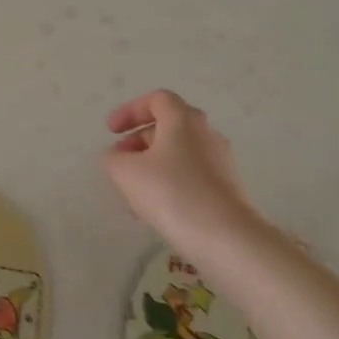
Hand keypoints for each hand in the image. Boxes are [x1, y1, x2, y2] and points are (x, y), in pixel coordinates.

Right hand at [102, 91, 257, 260]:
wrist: (227, 239)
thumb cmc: (172, 194)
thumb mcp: (126, 173)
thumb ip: (113, 158)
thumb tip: (116, 156)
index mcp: (183, 120)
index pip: (156, 99)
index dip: (130, 111)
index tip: (111, 131)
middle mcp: (205, 133)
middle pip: (168, 126)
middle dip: (139, 140)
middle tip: (120, 160)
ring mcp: (220, 161)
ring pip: (178, 153)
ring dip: (152, 165)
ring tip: (133, 192)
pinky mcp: (227, 188)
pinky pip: (191, 175)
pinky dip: (170, 182)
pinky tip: (157, 209)